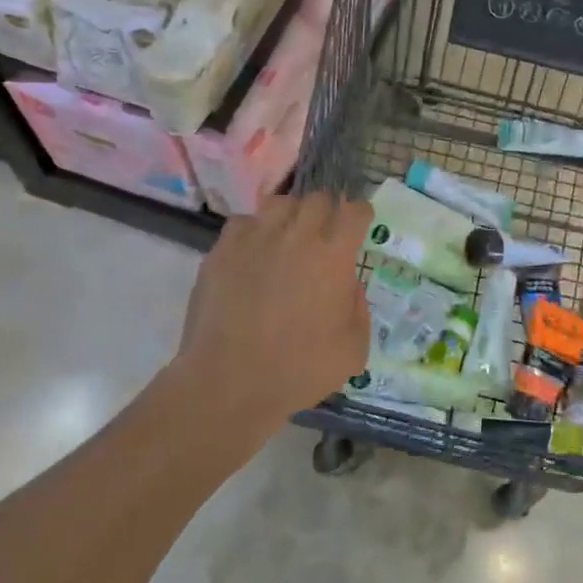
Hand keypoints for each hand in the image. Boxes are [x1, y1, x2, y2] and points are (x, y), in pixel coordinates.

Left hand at [172, 194, 371, 448]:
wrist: (229, 383)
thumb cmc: (298, 370)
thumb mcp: (353, 349)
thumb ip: (357, 307)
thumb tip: (346, 284)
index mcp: (333, 256)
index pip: (354, 211)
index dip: (360, 214)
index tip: (359, 224)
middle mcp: (296, 236)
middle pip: (317, 199)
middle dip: (326, 212)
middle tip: (324, 236)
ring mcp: (255, 239)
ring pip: (279, 204)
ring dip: (291, 216)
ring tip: (288, 238)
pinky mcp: (222, 251)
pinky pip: (243, 223)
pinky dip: (254, 231)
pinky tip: (254, 254)